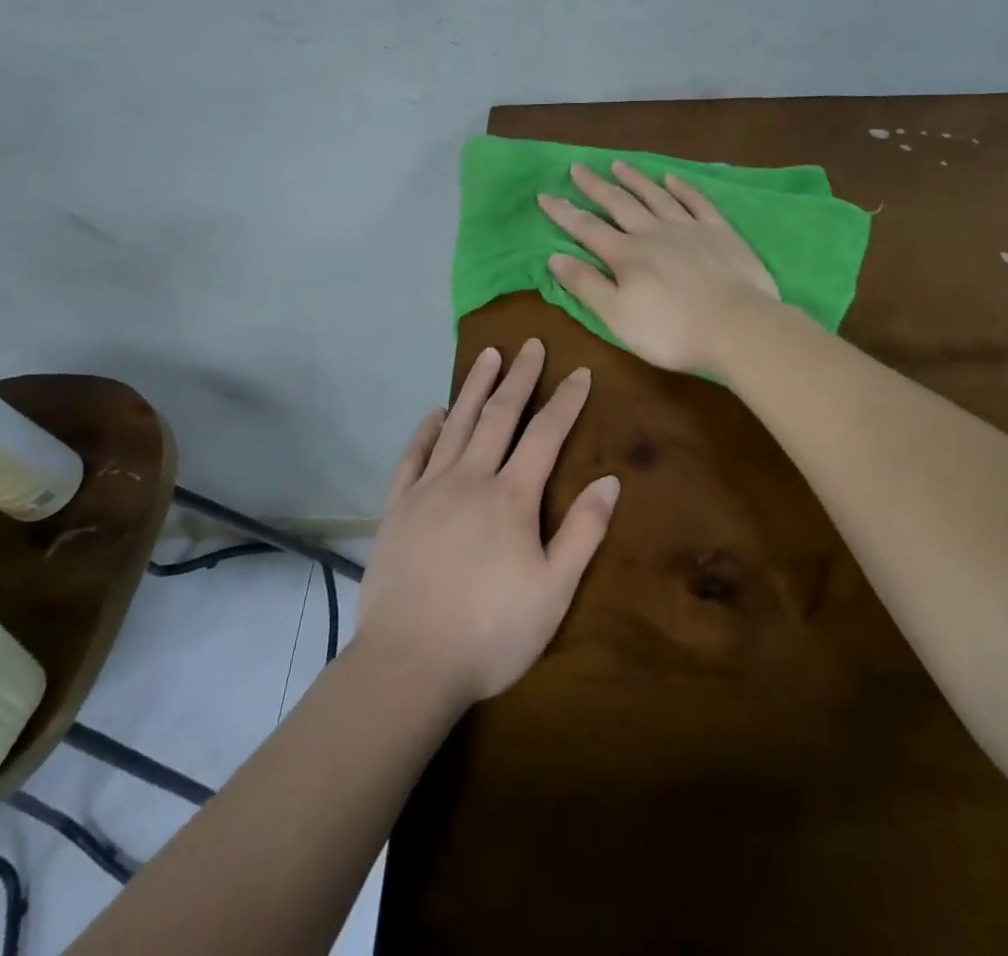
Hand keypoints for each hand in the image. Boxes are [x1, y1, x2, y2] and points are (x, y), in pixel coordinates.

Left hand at [356, 340, 618, 707]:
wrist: (409, 663)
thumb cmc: (491, 632)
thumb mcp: (554, 591)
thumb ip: (583, 532)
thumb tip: (609, 481)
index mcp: (511, 496)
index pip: (546, 434)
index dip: (565, 401)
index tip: (580, 371)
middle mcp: (470, 478)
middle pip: (499, 415)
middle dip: (519, 377)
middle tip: (531, 344)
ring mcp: (429, 489)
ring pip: (456, 425)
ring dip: (474, 387)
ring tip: (488, 355)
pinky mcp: (397, 508)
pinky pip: (412, 456)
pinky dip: (425, 430)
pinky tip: (434, 412)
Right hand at [539, 161, 780, 376]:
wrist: (737, 327)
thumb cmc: (671, 331)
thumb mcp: (617, 317)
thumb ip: (586, 285)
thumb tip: (555, 256)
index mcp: (627, 255)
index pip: (587, 228)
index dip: (564, 212)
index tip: (544, 195)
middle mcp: (654, 232)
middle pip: (619, 204)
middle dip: (596, 186)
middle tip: (578, 167)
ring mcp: (689, 228)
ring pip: (656, 196)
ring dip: (635, 179)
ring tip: (618, 164)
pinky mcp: (720, 232)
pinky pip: (697, 202)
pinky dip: (682, 188)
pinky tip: (671, 178)